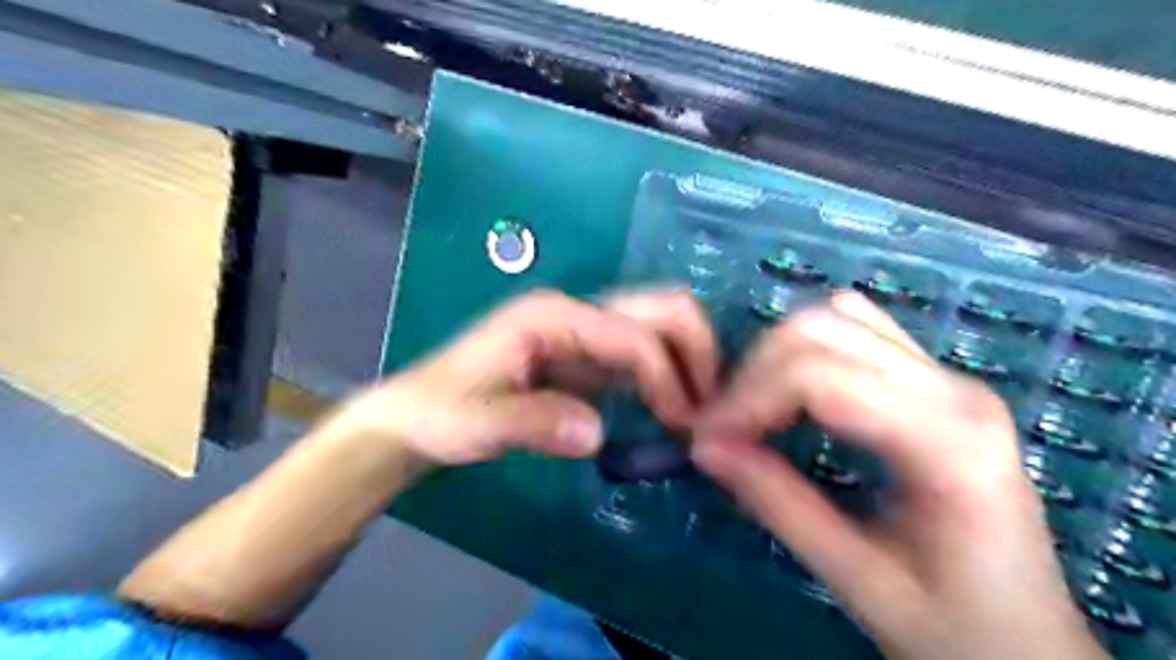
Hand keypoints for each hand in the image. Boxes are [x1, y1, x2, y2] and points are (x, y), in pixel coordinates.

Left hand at [324, 289, 722, 469]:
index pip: (633, 335)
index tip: (683, 428)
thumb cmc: (442, 413)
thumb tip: (596, 433)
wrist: (420, 414)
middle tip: (710, 410)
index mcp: (553, 315)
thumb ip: (532, 423)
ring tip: (699, 414)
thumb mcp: (476, 424)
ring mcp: (584, 330)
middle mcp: (577, 311)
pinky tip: (674, 411)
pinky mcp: (588, 355)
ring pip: (658, 327)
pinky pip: (643, 354)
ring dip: (689, 363)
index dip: (667, 378)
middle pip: (660, 308)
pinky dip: (669, 376)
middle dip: (698, 351)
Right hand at [691, 292, 1108, 659]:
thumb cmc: (953, 628)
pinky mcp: (935, 379)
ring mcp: (949, 376)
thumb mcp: (856, 579)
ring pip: (838, 315)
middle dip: (754, 372)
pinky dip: (807, 348)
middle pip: (823, 330)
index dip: (747, 399)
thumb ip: (777, 503)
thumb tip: (704, 447)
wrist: (1030, 643)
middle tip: (723, 427)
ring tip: (753, 408)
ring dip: (778, 353)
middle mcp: (955, 388)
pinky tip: (792, 393)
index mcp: (948, 443)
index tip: (705, 440)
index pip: (820, 377)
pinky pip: (857, 329)